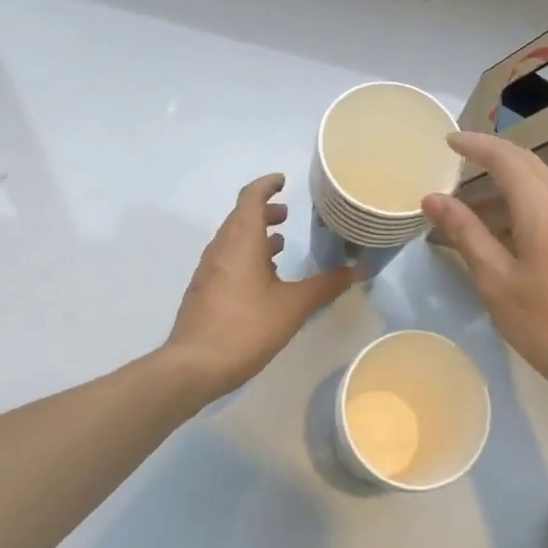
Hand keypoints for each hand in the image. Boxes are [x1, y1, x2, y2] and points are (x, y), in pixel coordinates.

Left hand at [166, 173, 353, 399]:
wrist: (193, 366)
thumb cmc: (246, 327)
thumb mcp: (293, 306)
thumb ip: (324, 286)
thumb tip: (354, 271)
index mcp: (241, 239)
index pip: (251, 196)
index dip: (267, 185)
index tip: (283, 181)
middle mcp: (221, 247)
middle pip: (240, 216)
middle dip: (264, 211)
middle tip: (287, 214)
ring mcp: (208, 269)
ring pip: (233, 239)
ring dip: (255, 235)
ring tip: (279, 245)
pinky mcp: (204, 290)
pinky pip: (227, 259)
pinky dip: (246, 255)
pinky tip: (263, 280)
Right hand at [423, 132, 547, 426]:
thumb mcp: (497, 282)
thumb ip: (465, 234)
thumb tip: (433, 199)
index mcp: (546, 212)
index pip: (507, 159)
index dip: (476, 145)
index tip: (448, 140)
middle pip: (529, 165)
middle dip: (492, 158)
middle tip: (457, 162)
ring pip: (544, 185)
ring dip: (509, 184)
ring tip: (473, 204)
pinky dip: (526, 204)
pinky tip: (508, 231)